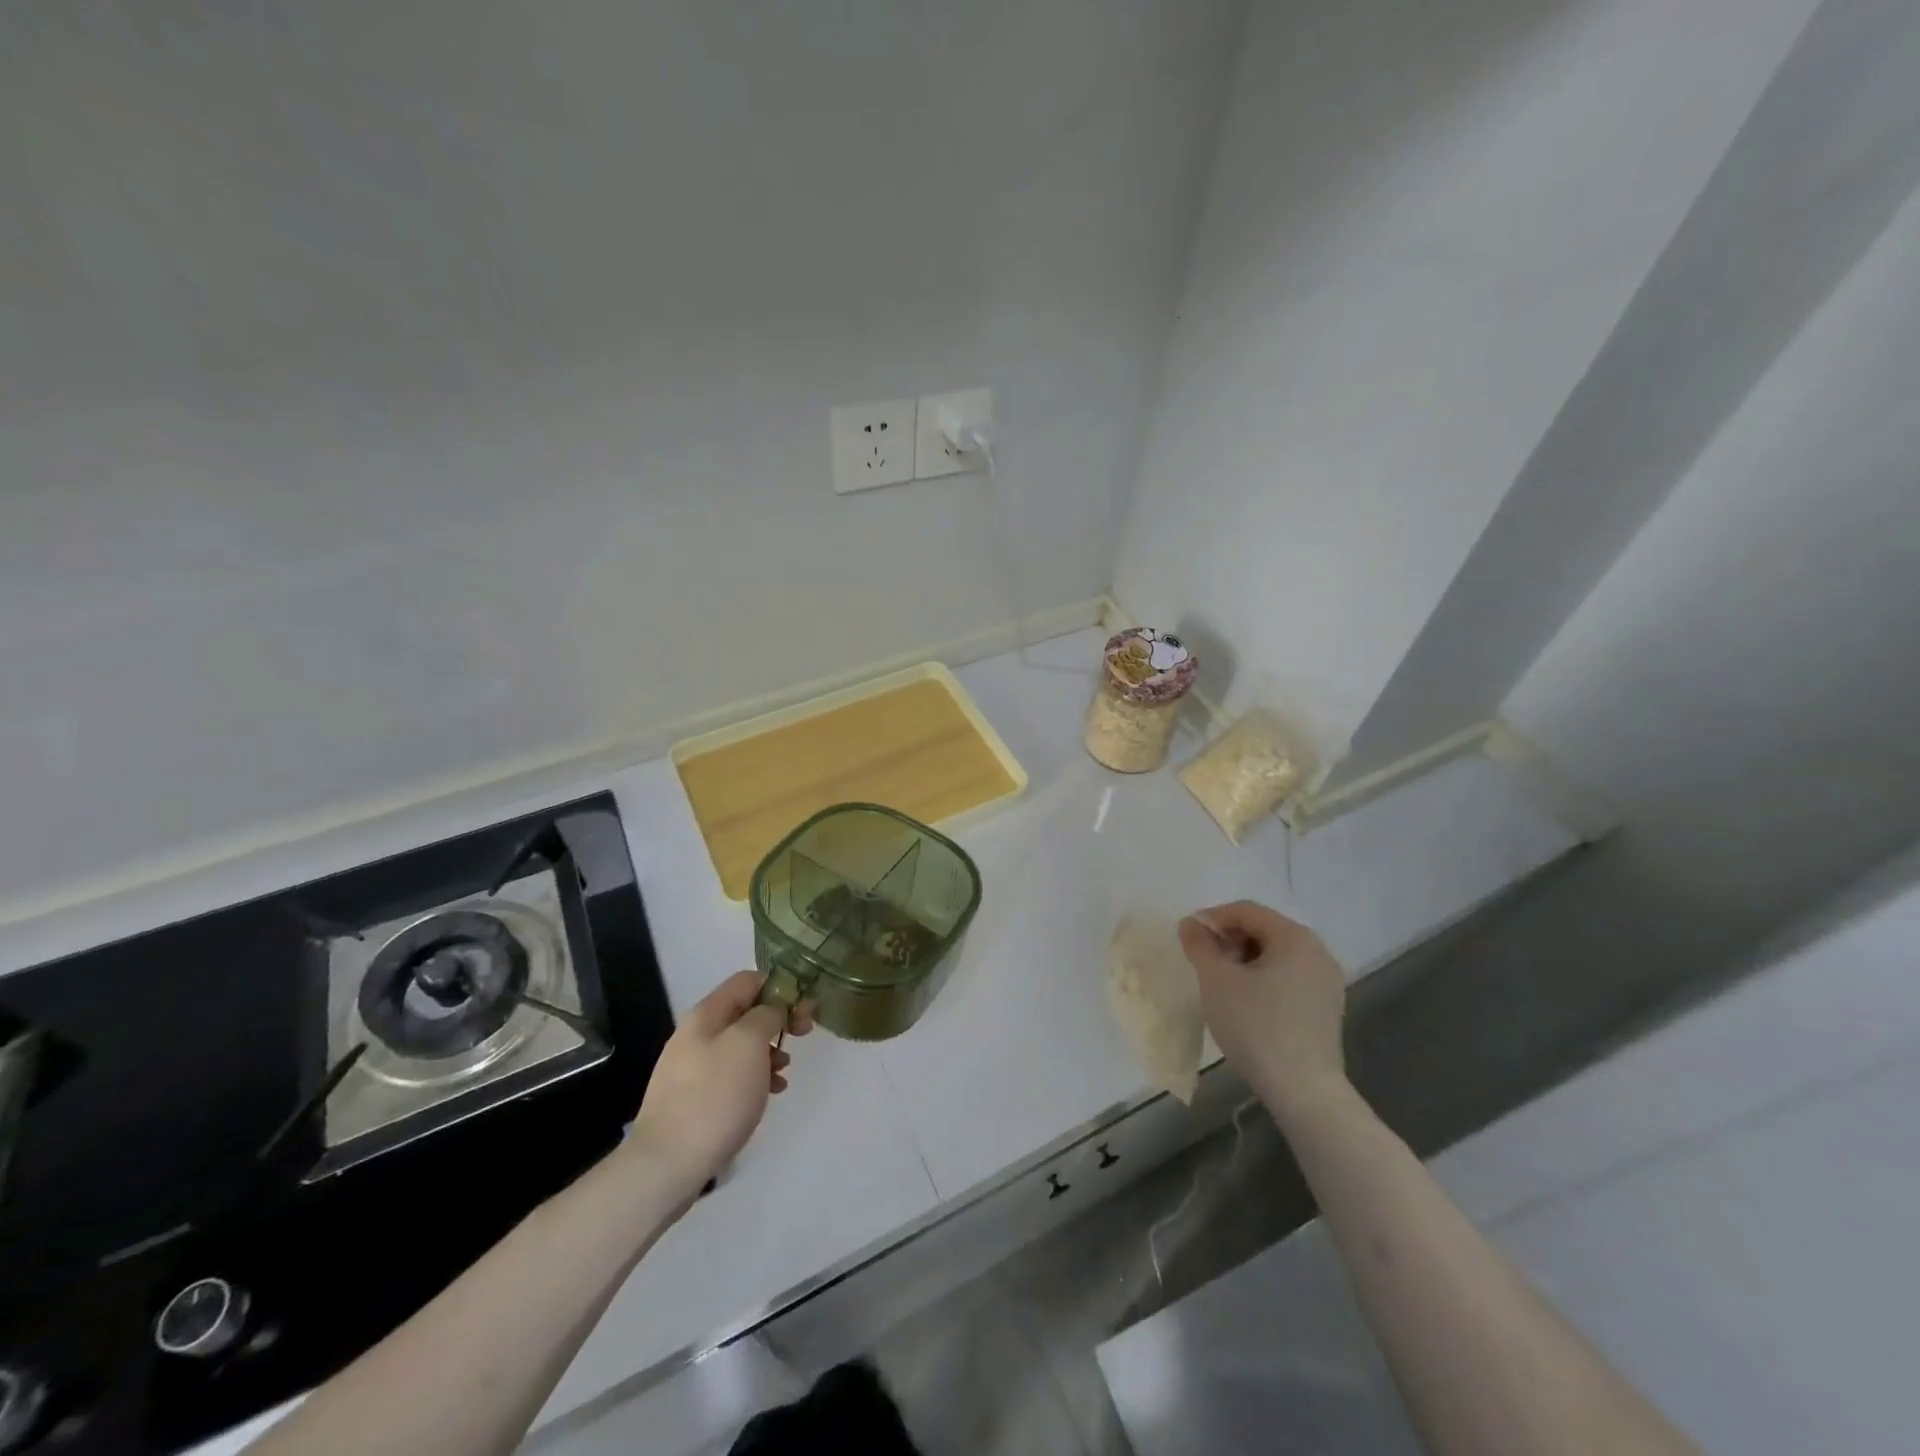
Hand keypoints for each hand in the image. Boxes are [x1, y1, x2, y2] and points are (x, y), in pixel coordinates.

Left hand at [625, 971, 812, 1191]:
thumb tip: (773, 1009)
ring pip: (741, 1045)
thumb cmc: (715, 1096)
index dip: (780, 987)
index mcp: (706, 1014)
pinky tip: (770, 1093)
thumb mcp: (750, 1043)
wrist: (667, 1165)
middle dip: (778, 1020)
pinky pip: (731, 1074)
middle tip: (804, 1034)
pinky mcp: (693, 1099)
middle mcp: (696, 1034)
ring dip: (769, 1051)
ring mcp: (692, 1068)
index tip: (804, 1008)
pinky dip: (755, 1077)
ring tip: (785, 1072)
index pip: (748, 980)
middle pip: (745, 1012)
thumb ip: (768, 1014)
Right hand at [1178, 901, 1347, 1125]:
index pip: (1246, 910)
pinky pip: (1288, 978)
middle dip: (1229, 941)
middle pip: (1263, 930)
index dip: (1213, 918)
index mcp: (1295, 937)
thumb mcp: (1217, 981)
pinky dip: (1263, 980)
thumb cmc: (1256, 1026)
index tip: (1189, 938)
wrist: (1304, 1091)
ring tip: (1222, 986)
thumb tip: (1191, 923)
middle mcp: (1317, 952)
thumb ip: (1200, 945)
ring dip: (1244, 961)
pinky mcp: (1326, 1008)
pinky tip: (1246, 1004)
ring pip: (1276, 955)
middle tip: (1205, 964)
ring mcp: (1326, 982)